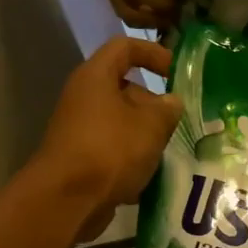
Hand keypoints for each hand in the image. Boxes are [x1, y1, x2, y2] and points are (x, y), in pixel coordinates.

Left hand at [35, 38, 181, 241]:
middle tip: (180, 121)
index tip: (177, 72)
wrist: (67, 200)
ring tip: (171, 149)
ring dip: (147, 133)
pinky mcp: (82, 157)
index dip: (153, 53)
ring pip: (122, 121)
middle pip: (125, 87)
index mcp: (96, 77)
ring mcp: (80, 128)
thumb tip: (172, 102)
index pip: (125, 47)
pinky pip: (114, 148)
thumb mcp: (151, 125)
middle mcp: (84, 97)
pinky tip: (152, 174)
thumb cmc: (110, 150)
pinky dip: (134, 157)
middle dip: (155, 103)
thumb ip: (168, 109)